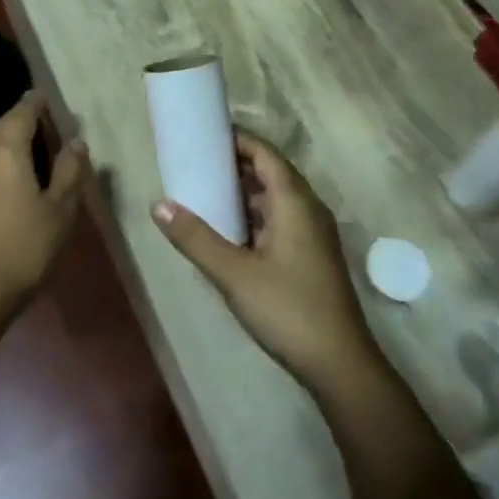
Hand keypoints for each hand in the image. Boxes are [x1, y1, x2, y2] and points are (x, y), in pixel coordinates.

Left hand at [0, 92, 89, 306]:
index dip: (36, 103)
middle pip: (2, 125)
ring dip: (8, 135)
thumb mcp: (62, 208)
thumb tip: (75, 141)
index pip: (22, 114)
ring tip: (31, 141)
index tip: (48, 97)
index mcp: (7, 153)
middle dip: (22, 117)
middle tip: (45, 120)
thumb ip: (70, 170)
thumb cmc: (28, 246)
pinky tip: (12, 168)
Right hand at [152, 132, 382, 393]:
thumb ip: (195, 238)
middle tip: (196, 162)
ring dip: (245, 192)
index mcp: (296, 202)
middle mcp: (309, 210)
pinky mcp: (311, 256)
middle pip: (272, 173)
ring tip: (205, 191)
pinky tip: (229, 231)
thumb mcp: (234, 274)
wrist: (339, 364)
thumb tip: (159, 204)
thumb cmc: (288, 309)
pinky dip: (254, 215)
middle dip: (236, 164)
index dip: (238, 140)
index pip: (266, 154)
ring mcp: (313, 235)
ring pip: (276, 199)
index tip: (205, 135)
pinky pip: (281, 220)